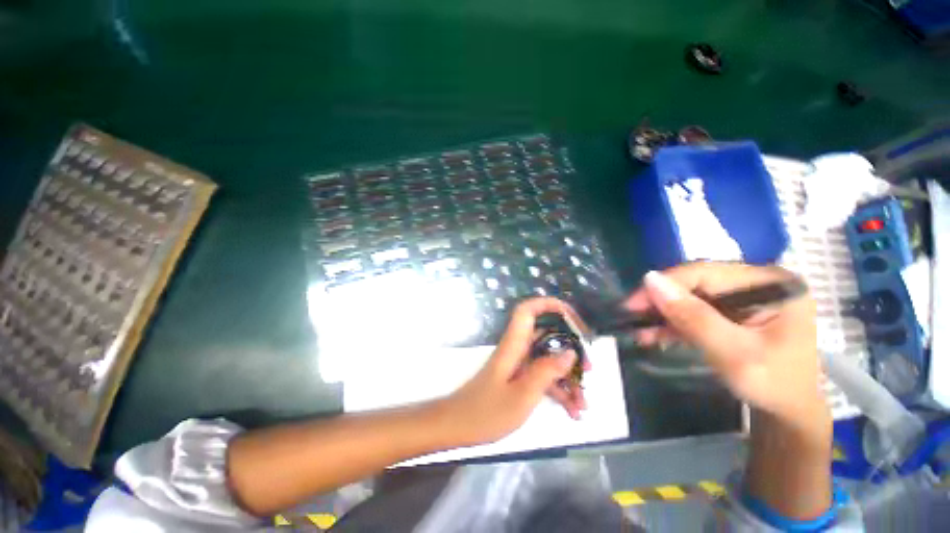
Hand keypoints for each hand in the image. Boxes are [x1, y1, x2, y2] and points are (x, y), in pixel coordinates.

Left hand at [437, 297, 588, 445]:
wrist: (458, 426)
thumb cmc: (486, 412)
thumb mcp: (522, 395)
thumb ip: (546, 371)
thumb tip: (570, 352)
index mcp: (515, 344)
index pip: (527, 310)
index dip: (548, 305)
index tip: (573, 318)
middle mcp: (518, 349)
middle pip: (547, 336)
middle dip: (571, 351)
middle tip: (590, 370)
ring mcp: (519, 364)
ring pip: (548, 360)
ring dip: (568, 378)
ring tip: (583, 404)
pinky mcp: (519, 378)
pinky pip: (543, 377)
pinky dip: (558, 391)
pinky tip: (572, 412)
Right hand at [625, 263, 828, 429]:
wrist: (788, 412)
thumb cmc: (773, 386)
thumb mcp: (734, 354)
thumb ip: (694, 317)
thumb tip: (650, 279)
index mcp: (771, 285)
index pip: (707, 272)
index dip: (665, 284)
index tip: (633, 303)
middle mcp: (757, 282)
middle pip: (696, 282)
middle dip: (662, 300)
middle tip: (633, 317)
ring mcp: (744, 295)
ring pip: (690, 295)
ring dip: (664, 313)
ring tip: (641, 331)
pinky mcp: (732, 310)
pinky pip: (694, 308)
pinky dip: (673, 321)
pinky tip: (654, 333)